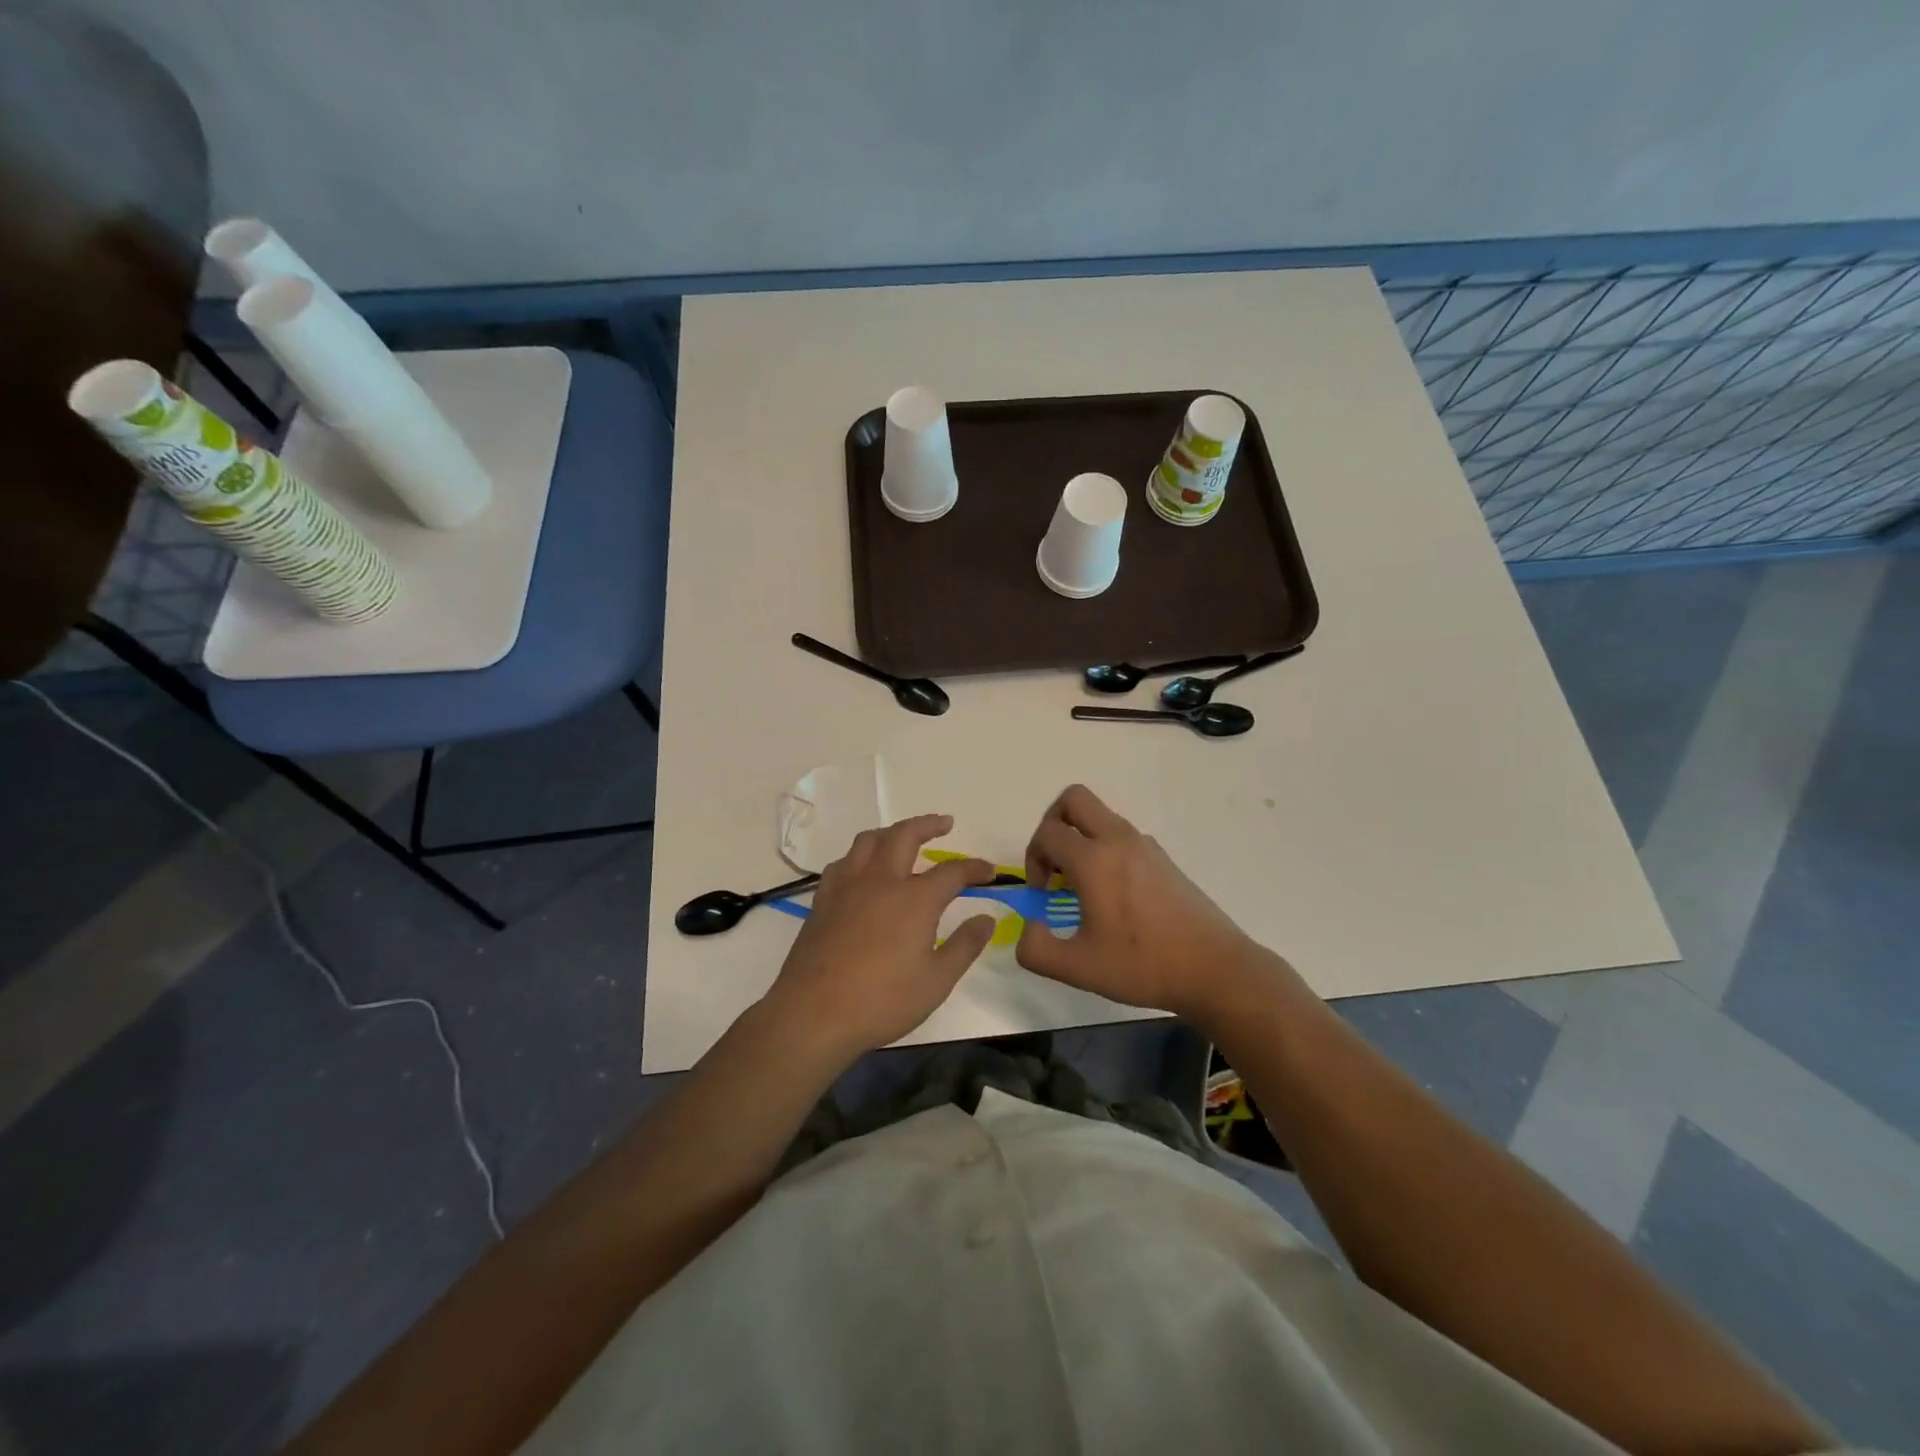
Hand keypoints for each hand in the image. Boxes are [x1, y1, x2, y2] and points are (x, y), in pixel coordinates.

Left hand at [763, 814, 996, 1064]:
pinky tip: (863, 869)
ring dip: (891, 832)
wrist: (814, 1014)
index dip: (974, 868)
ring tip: (903, 837)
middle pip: (905, 835)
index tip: (989, 871)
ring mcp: (848, 886)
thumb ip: (965, 945)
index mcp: (915, 899)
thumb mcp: (936, 981)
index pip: (952, 871)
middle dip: (928, 824)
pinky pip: (844, 862)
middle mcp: (882, 880)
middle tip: (945, 823)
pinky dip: (860, 856)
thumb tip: (986, 918)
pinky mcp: (823, 899)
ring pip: (869, 841)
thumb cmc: (882, 1001)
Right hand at [1015, 785, 1285, 1024]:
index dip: (1033, 860)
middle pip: (1073, 799)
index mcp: (1094, 860)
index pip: (1047, 833)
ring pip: (1099, 816)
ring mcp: (1145, 845)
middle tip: (1054, 864)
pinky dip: (1104, 849)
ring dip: (1079, 838)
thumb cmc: (1143, 965)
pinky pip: (1121, 835)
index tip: (1044, 895)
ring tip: (1082, 886)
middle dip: (1052, 824)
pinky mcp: (1162, 858)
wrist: (1215, 969)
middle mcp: (1118, 840)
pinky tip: (1113, 895)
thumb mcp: (1077, 968)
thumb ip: (1035, 949)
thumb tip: (1029, 927)